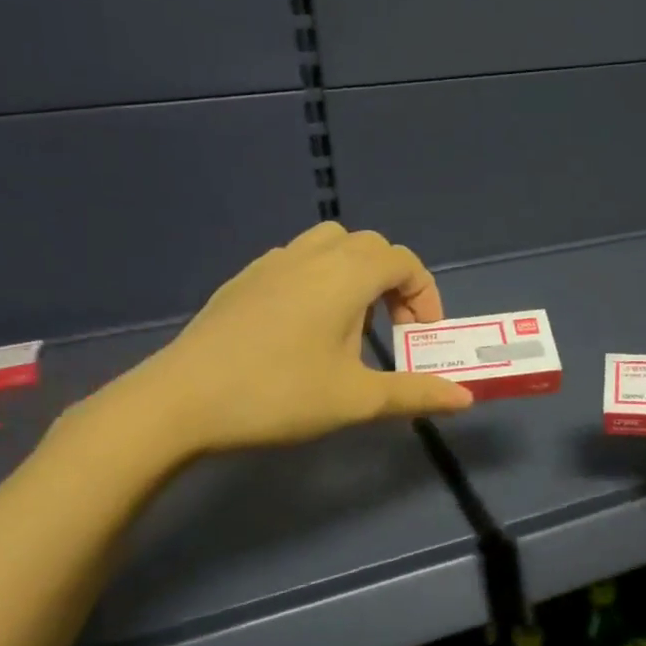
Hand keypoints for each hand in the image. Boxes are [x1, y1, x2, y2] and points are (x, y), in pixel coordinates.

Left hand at [97, 223, 472, 459]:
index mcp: (346, 274)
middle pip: (370, 246)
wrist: (180, 401)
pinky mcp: (243, 280)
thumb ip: (415, 393)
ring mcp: (272, 263)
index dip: (425, 294)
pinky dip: (319, 279)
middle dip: (394, 282)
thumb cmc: (278, 394)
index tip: (423, 336)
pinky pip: (296, 261)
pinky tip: (304, 327)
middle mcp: (312, 255)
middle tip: (394, 329)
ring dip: (355, 274)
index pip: (403, 261)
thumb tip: (465, 398)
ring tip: (351, 322)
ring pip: (329, 245)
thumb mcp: (356, 399)